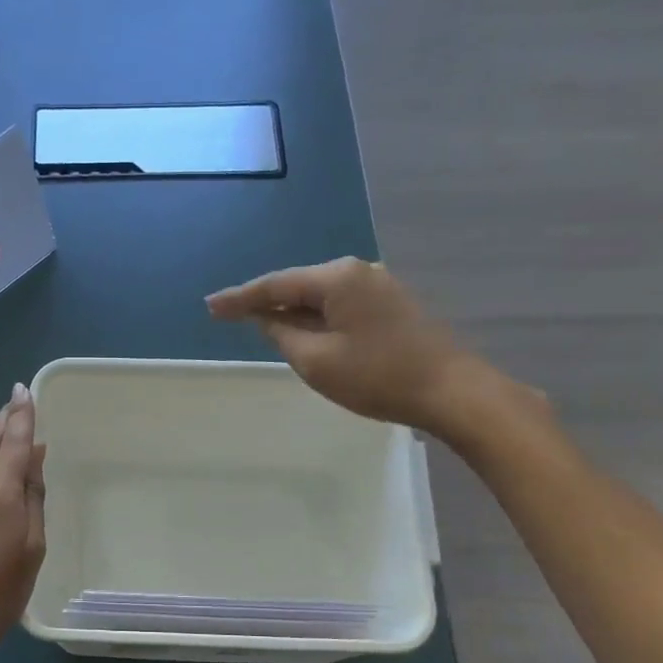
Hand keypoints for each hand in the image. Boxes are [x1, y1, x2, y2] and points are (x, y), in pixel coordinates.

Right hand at [207, 257, 524, 444]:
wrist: (452, 391)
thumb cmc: (378, 377)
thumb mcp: (317, 361)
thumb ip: (282, 334)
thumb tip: (266, 317)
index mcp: (337, 278)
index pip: (275, 285)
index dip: (240, 298)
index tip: (210, 306)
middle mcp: (358, 271)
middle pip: (298, 285)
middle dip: (266, 302)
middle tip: (231, 316)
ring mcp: (379, 286)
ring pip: (321, 297)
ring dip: (293, 312)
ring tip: (262, 326)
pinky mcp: (392, 305)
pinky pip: (341, 306)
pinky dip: (318, 318)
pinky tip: (307, 332)